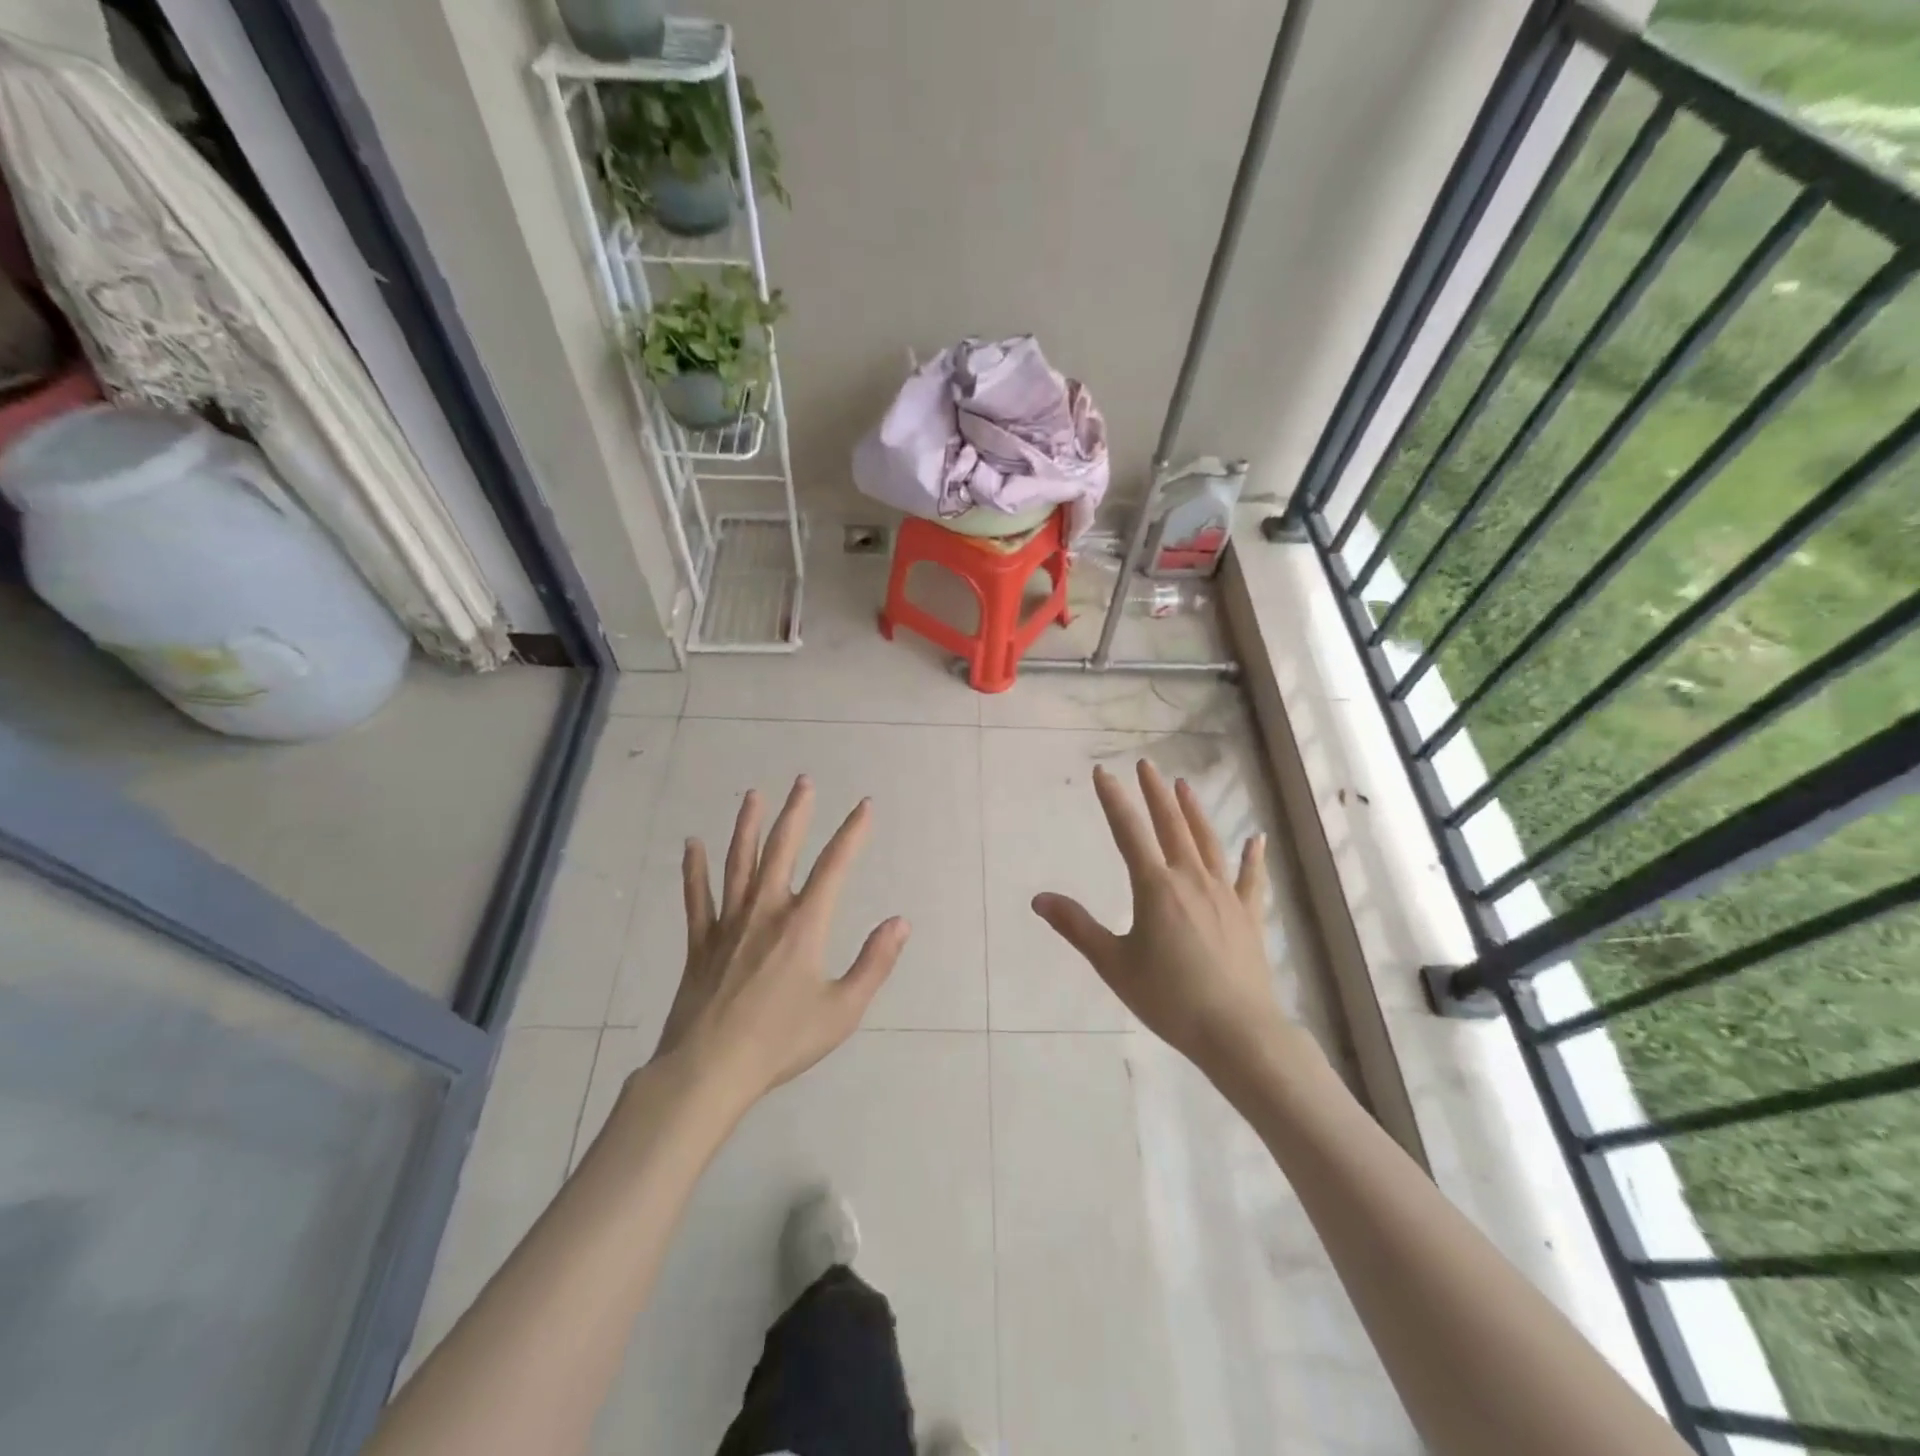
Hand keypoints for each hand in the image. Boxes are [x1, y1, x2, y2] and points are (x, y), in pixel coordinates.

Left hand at [650, 776, 909, 1110]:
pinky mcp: (700, 942)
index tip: (864, 805)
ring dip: (747, 826)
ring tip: (753, 795)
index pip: (835, 866)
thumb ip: (874, 963)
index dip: (852, 832)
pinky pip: (696, 898)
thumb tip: (900, 922)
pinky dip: (694, 870)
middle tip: (803, 781)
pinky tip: (692, 844)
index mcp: (805, 925)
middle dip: (797, 812)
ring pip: (738, 863)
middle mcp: (766, 912)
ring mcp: (729, 924)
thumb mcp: (843, 1010)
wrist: (710, 1070)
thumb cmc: (782, 1042)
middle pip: (782, 849)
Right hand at [1033, 760, 1286, 1079]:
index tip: (1102, 772)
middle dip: (1155, 793)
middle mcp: (1191, 879)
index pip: (1128, 832)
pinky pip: (1250, 878)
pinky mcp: (1249, 915)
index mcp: (1155, 887)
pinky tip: (1256, 838)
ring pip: (1207, 842)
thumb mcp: (1113, 963)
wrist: (1236, 1031)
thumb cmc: (1168, 997)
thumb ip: (1077, 927)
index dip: (1113, 800)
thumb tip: (1039, 898)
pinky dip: (1253, 857)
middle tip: (1147, 765)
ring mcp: (1225, 894)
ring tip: (1184, 786)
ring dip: (1194, 812)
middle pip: (1171, 826)